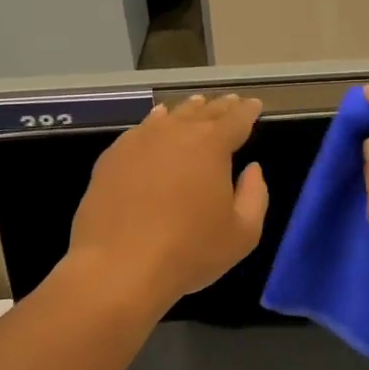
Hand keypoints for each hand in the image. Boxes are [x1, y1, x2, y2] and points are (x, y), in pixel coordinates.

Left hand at [67, 94, 268, 311]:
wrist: (119, 267)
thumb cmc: (189, 251)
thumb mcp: (243, 233)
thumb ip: (255, 195)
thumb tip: (252, 169)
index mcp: (212, 146)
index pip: (236, 119)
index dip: (248, 111)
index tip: (254, 105)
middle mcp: (176, 133)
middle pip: (204, 112)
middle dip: (220, 107)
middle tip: (231, 102)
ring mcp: (140, 141)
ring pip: (170, 116)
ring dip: (188, 110)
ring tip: (197, 106)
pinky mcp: (113, 157)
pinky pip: (141, 130)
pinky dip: (155, 122)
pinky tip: (157, 123)